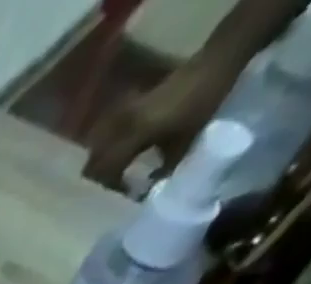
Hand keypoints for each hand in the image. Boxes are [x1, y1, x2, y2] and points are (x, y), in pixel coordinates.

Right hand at [83, 59, 237, 188]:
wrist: (216, 61)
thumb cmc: (202, 103)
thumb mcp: (185, 144)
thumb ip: (163, 172)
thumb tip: (148, 194)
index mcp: (131, 135)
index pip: (103, 172)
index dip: (110, 189)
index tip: (123, 196)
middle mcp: (120, 125)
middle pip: (94, 162)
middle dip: (100, 178)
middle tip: (116, 188)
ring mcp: (123, 114)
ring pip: (98, 149)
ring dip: (103, 163)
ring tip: (117, 172)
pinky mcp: (130, 107)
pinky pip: (109, 135)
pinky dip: (111, 148)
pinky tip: (124, 153)